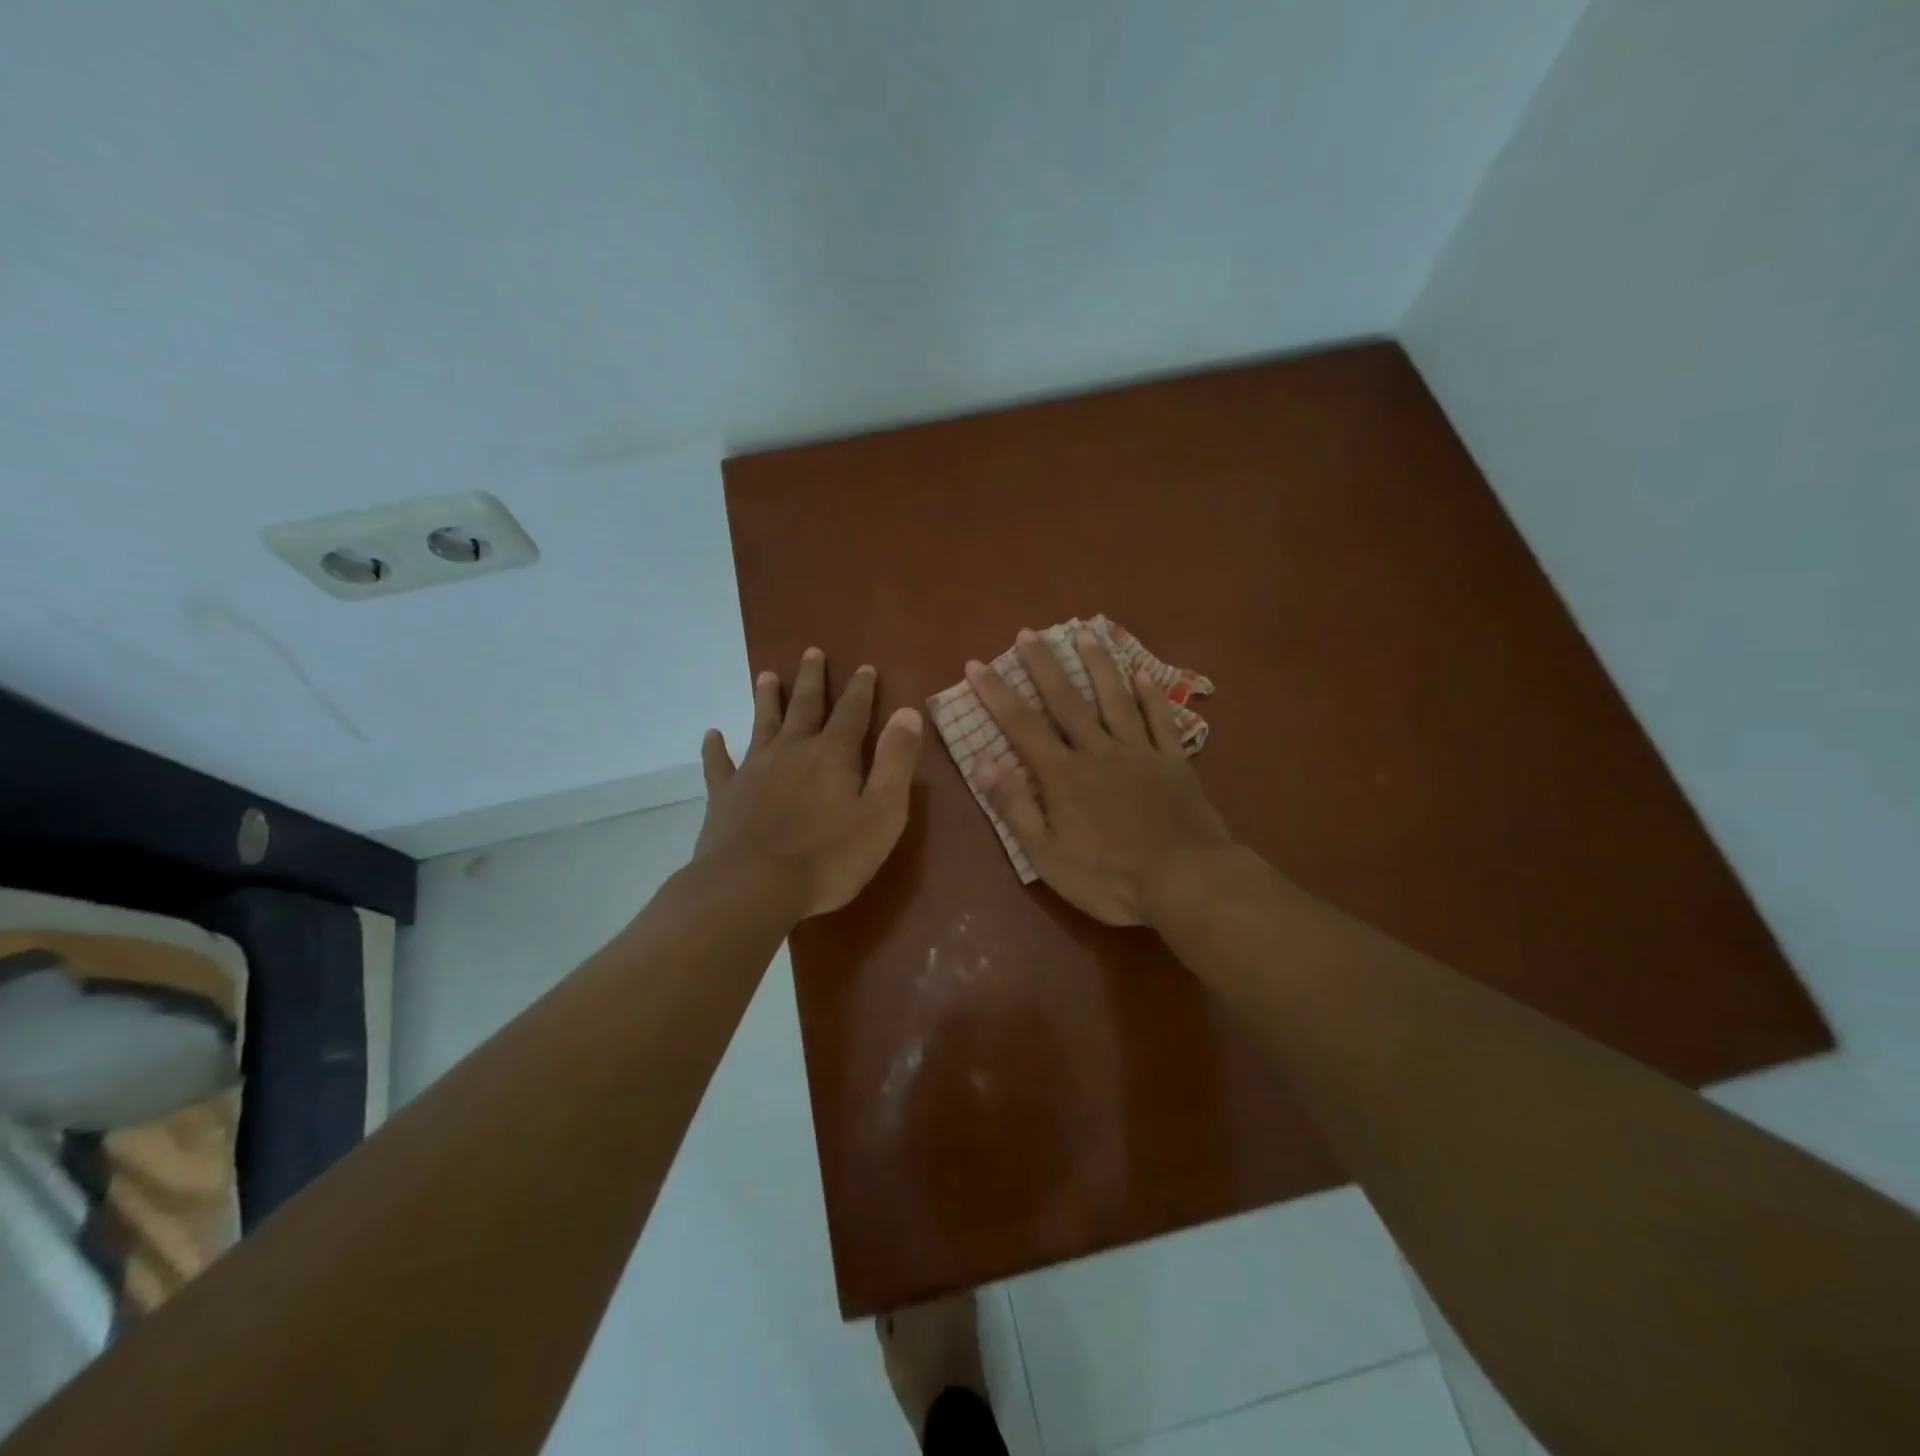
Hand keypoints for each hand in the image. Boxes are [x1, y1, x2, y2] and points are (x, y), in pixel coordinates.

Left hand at [695, 649, 922, 919]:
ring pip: (762, 724)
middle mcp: (792, 750)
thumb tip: (907, 712)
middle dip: (812, 679)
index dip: (861, 689)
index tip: (864, 666)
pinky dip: (716, 748)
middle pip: (804, 706)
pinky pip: (719, 764)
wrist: (753, 886)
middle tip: (812, 652)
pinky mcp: (725, 795)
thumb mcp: (881, 812)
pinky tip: (712, 735)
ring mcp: (754, 770)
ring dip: (766, 699)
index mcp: (833, 754)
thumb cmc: (828, 856)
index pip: (852, 712)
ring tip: (766, 675)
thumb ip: (895, 761)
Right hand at [967, 629, 1232, 926]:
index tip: (977, 663)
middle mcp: (1098, 751)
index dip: (996, 693)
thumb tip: (984, 762)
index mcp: (1063, 775)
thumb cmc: (1109, 878)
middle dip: (1044, 665)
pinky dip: (1151, 695)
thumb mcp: (1048, 856)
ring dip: (1098, 665)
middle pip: (1066, 701)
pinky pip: (1161, 720)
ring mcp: (1139, 752)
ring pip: (1115, 699)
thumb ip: (1016, 807)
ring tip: (1085, 633)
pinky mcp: (1173, 762)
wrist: (1186, 882)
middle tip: (1028, 633)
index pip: (1022, 725)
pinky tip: (1142, 673)